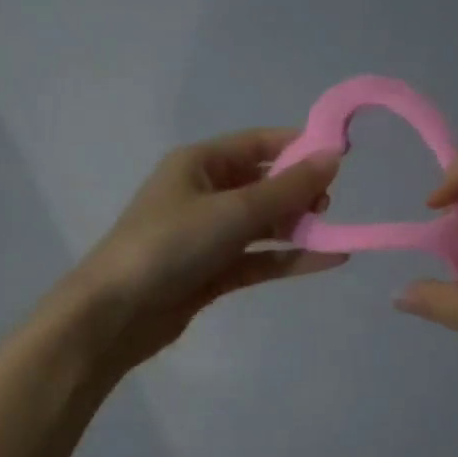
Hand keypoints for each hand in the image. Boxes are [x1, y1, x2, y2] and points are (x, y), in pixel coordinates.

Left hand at [62, 129, 343, 372]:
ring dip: (297, 227)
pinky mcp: (213, 271)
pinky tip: (328, 260)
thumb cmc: (172, 244)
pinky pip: (259, 257)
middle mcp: (204, 193)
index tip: (340, 156)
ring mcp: (208, 234)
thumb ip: (287, 188)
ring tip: (335, 233)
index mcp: (200, 163)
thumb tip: (333, 157)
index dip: (298, 146)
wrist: (117, 312)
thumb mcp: (233, 210)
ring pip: (263, 223)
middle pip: (263, 184)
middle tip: (328, 206)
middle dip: (299, 192)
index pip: (258, 143)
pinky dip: (289, 258)